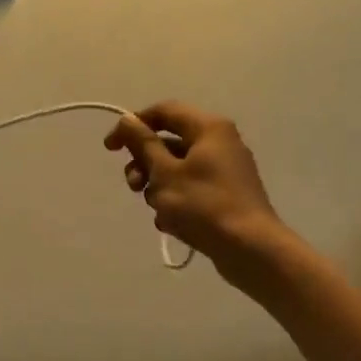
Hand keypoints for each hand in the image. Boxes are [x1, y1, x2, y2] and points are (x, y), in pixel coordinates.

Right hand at [104, 102, 286, 281]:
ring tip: (158, 210)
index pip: (163, 111)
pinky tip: (171, 223)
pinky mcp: (227, 194)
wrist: (250, 249)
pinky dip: (176, 200)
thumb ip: (143, 144)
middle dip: (145, 164)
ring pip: (178, 168)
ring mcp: (225, 169)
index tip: (110, 148)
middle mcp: (220, 142)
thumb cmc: (204, 205)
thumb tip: (127, 120)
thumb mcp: (165, 173)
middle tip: (134, 186)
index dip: (133, 125)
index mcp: (208, 128)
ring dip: (158, 186)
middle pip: (169, 142)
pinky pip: (192, 187)